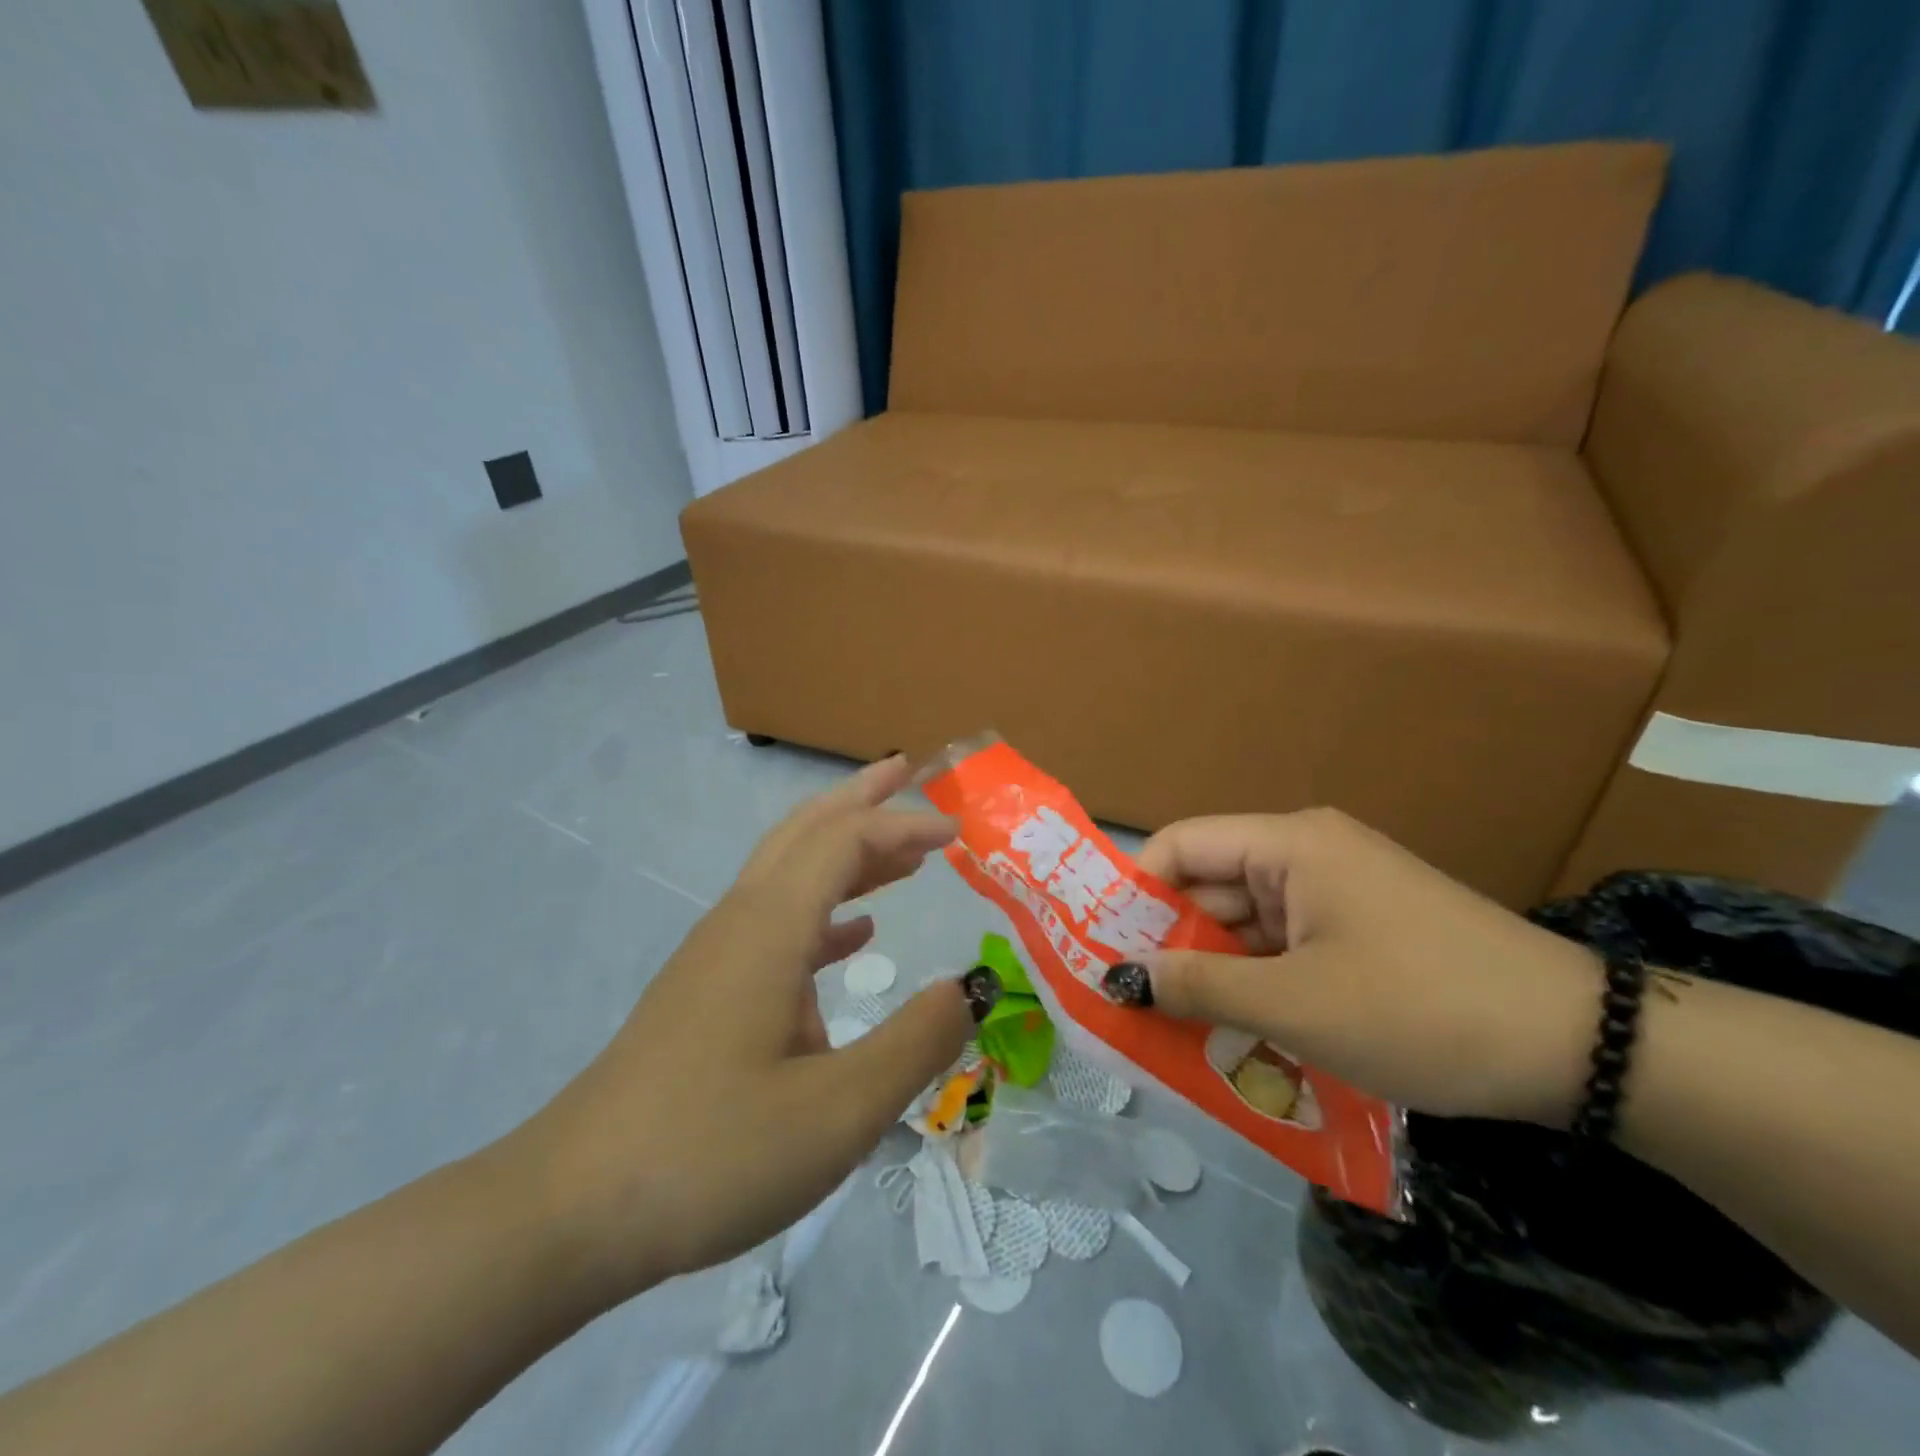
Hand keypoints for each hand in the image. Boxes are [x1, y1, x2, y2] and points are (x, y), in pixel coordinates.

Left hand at [509, 757, 975, 1293]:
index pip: (845, 841)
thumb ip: (916, 1042)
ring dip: (845, 851)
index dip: (903, 825)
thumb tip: (972, 987)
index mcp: (770, 928)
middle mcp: (741, 922)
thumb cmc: (711, 1153)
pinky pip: (776, 921)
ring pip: (788, 872)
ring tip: (901, 856)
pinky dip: (824, 909)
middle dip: (860, 798)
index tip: (958, 831)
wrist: (572, 1210)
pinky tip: (854, 936)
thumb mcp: (838, 1111)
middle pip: (805, 831)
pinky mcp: (706, 990)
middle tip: (910, 772)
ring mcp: (717, 955)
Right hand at [1132, 809, 1603, 1124]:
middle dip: (1171, 943)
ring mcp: (1337, 893)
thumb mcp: (1295, 1005)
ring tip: (1171, 1028)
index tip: (1102, 948)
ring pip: (1246, 924)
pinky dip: (1257, 983)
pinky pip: (1285, 947)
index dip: (1134, 892)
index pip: (1181, 847)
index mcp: (1288, 844)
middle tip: (1128, 1002)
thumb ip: (1198, 987)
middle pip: (1211, 887)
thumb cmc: (1420, 1008)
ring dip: (1214, 972)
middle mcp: (1307, 854)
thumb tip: (1119, 977)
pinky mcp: (1361, 931)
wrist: (1580, 1049)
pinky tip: (1236, 1031)